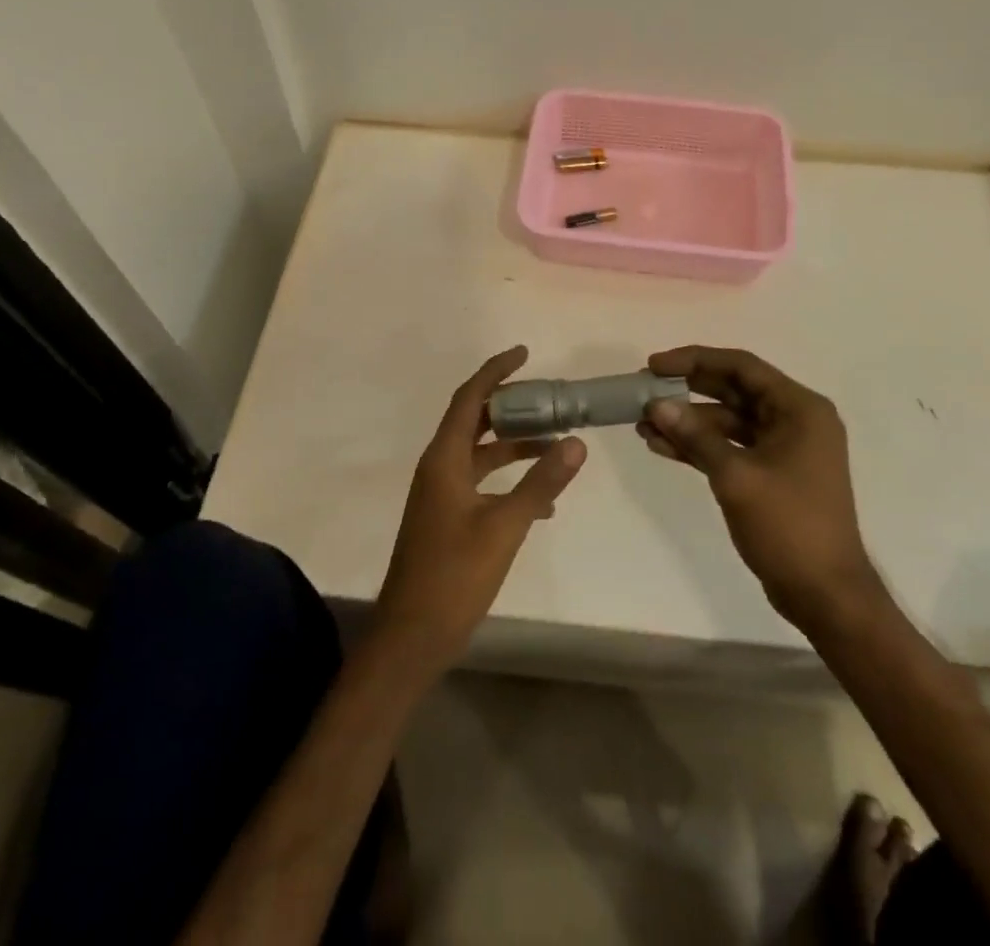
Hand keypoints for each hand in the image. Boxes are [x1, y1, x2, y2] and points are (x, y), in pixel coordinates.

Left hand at [371, 346, 586, 674]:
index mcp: (444, 459)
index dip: (495, 371)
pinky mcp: (447, 518)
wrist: (412, 637)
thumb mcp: (505, 526)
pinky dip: (510, 480)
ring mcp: (441, 495)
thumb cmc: (454, 576)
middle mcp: (439, 468)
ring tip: (557, 443)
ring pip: (481, 454)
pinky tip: (544, 501)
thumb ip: (541, 482)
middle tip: (550, 398)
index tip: (524, 353)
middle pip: (475, 421)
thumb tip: (577, 442)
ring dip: (515, 446)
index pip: (470, 398)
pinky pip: (482, 482)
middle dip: (511, 407)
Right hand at [640, 346, 880, 633]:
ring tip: (643, 424)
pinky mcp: (770, 474)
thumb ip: (696, 436)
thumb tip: (657, 405)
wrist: (825, 595)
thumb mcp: (737, 477)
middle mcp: (794, 420)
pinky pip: (729, 447)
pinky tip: (661, 446)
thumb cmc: (789, 526)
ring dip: (687, 422)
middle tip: (644, 389)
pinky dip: (698, 446)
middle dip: (687, 390)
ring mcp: (782, 448)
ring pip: (727, 421)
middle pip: (732, 390)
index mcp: (799, 408)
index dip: (695, 360)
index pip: (741, 367)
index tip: (655, 365)